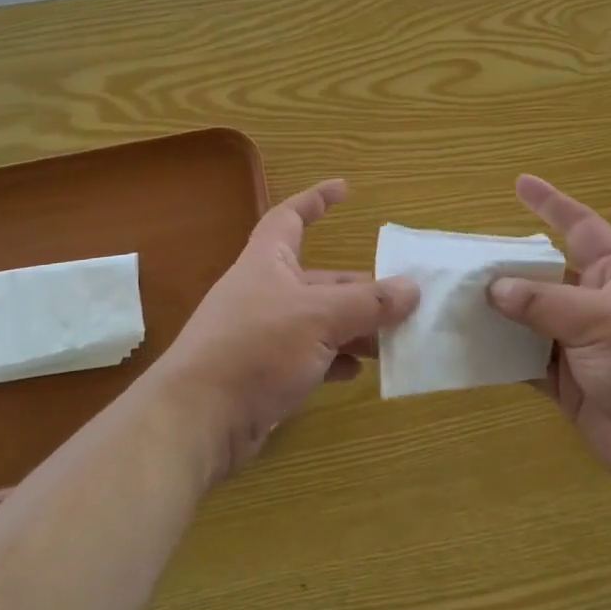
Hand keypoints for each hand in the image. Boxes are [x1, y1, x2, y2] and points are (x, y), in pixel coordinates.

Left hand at [158, 179, 417, 480]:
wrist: (197, 420)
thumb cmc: (257, 348)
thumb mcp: (320, 318)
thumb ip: (369, 303)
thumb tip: (413, 288)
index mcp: (269, 262)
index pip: (291, 217)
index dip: (316, 199)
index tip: (346, 189)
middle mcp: (265, 292)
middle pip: (320, 279)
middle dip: (360, 289)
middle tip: (401, 300)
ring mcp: (263, 334)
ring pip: (319, 321)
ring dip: (354, 329)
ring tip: (391, 340)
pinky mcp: (264, 372)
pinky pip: (309, 357)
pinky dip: (334, 360)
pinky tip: (357, 372)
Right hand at [487, 175, 610, 501]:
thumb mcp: (601, 320)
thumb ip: (544, 302)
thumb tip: (493, 287)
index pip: (581, 227)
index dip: (552, 204)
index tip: (520, 184)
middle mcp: (595, 304)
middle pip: (544, 275)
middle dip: (509, 267)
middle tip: (464, 261)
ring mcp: (580, 346)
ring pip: (530, 320)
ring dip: (498, 314)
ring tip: (454, 302)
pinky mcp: (568, 384)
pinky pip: (526, 362)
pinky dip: (501, 355)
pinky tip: (469, 348)